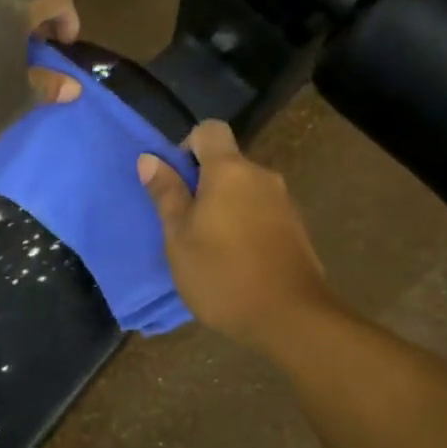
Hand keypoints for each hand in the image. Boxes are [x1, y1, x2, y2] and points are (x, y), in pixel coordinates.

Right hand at [137, 120, 334, 347]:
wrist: (290, 317)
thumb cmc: (222, 274)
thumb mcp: (179, 237)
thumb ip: (166, 194)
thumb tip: (150, 158)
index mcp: (230, 170)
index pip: (210, 130)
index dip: (188, 147)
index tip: (177, 182)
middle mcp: (261, 175)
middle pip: (228, 162)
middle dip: (204, 183)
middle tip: (185, 223)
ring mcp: (284, 201)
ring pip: (245, 188)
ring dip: (225, 205)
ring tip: (209, 246)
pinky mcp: (296, 227)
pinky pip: (261, 210)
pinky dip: (245, 223)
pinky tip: (236, 259)